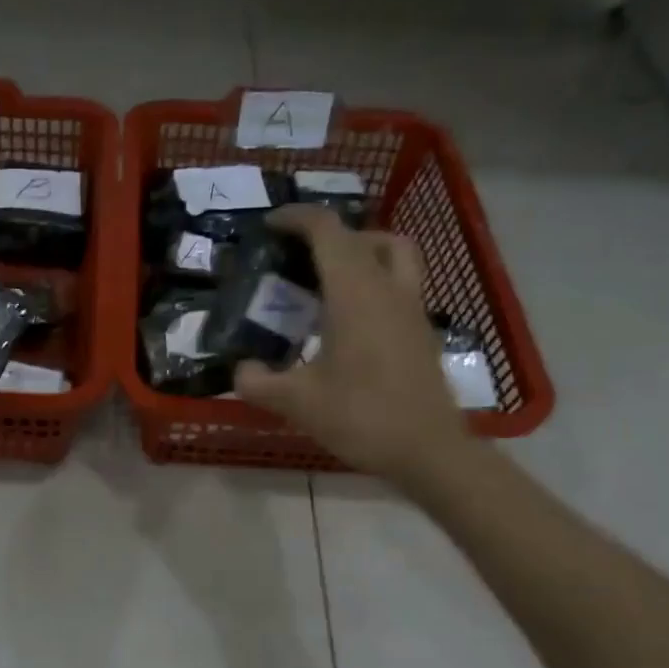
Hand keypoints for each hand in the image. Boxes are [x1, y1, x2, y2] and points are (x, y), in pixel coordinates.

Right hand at [234, 206, 468, 489]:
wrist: (427, 449)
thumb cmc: (360, 416)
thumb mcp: (295, 402)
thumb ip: (257, 382)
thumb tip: (241, 370)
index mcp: (354, 292)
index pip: (327, 231)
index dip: (296, 218)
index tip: (270, 226)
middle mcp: (387, 288)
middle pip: (363, 236)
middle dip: (327, 235)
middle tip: (297, 257)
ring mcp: (412, 308)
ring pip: (394, 254)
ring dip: (362, 251)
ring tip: (330, 278)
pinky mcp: (422, 331)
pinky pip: (400, 284)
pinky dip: (375, 282)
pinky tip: (350, 319)